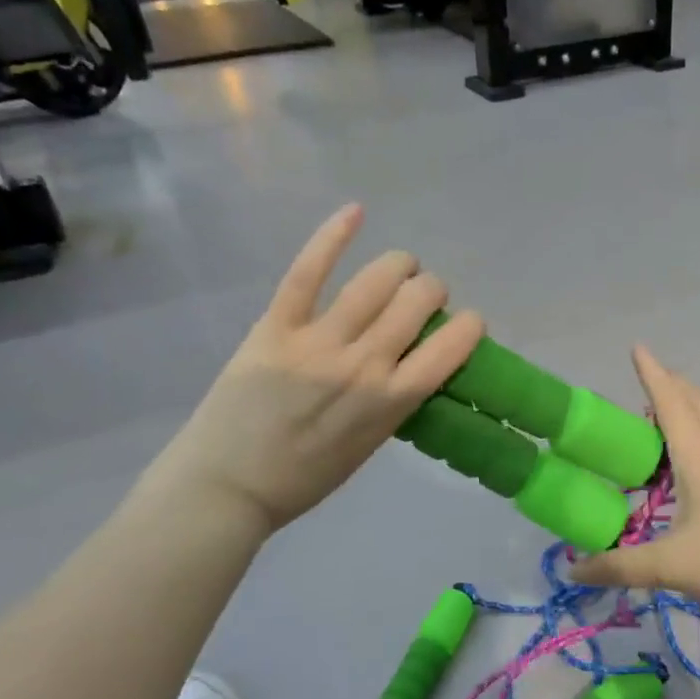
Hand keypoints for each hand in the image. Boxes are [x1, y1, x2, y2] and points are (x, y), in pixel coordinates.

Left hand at [168, 205, 483, 530]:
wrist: (229, 486)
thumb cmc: (305, 477)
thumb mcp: (370, 445)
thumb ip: (395, 400)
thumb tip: (412, 361)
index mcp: (393, 400)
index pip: (453, 345)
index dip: (470, 325)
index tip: (465, 324)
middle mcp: (365, 363)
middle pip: (417, 300)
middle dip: (432, 290)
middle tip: (423, 298)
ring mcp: (319, 341)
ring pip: (375, 281)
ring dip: (400, 266)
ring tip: (401, 268)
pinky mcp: (276, 327)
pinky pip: (308, 273)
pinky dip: (333, 236)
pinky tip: (355, 212)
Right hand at [572, 347, 699, 621]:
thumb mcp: (672, 566)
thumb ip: (621, 567)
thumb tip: (575, 572)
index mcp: (699, 453)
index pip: (669, 400)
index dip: (651, 372)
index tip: (637, 346)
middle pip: (696, 398)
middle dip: (671, 384)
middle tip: (647, 386)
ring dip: (698, 400)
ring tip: (679, 411)